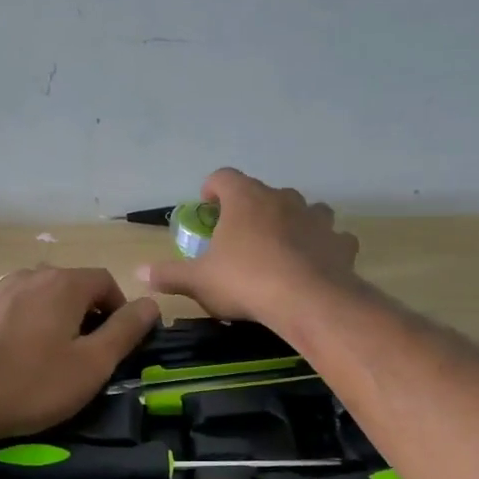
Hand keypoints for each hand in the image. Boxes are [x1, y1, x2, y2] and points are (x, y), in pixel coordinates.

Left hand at [0, 266, 159, 442]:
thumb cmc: (31, 385)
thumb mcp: (92, 365)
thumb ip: (126, 330)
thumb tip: (151, 303)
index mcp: (64, 284)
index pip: (105, 281)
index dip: (118, 307)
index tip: (116, 340)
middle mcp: (29, 275)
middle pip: (68, 285)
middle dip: (84, 311)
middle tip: (84, 351)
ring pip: (34, 294)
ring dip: (49, 315)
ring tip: (45, 352)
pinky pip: (4, 307)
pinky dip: (15, 321)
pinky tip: (8, 350)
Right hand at [137, 169, 359, 322]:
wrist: (307, 301)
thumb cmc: (245, 282)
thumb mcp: (199, 281)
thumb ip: (169, 274)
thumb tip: (139, 273)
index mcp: (245, 199)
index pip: (224, 177)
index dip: (213, 189)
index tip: (208, 206)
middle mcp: (282, 198)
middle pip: (264, 193)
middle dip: (251, 209)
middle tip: (240, 236)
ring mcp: (316, 217)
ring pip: (304, 209)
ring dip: (291, 222)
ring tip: (280, 247)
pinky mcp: (340, 241)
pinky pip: (331, 237)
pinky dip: (323, 246)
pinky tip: (316, 264)